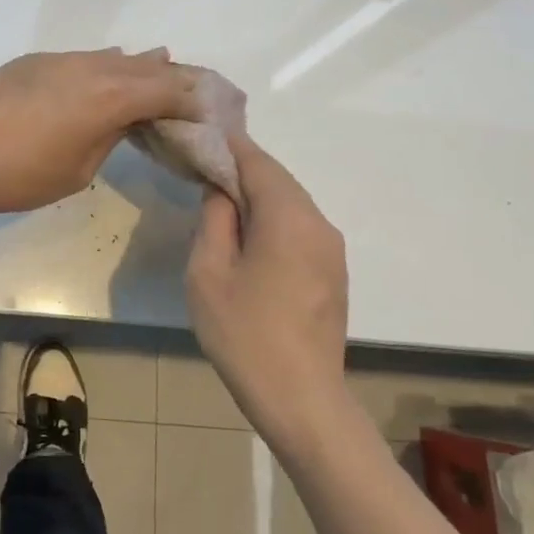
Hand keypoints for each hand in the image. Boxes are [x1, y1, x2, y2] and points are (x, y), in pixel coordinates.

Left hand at [0, 49, 198, 218]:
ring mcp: (59, 60)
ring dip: (142, 68)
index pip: (170, 91)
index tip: (216, 112)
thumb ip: (108, 138)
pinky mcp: (32, 62)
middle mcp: (91, 67)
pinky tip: (109, 73)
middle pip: (148, 67)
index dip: (197, 101)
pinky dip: (107, 66)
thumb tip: (122, 120)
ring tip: (165, 71)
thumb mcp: (76, 170)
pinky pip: (84, 59)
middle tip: (200, 92)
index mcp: (110, 96)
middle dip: (178, 79)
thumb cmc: (15, 175)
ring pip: (114, 58)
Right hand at [186, 133, 348, 447]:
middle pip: (279, 180)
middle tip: (203, 164)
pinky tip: (247, 233)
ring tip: (219, 197)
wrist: (300, 399)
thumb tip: (221, 189)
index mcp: (289, 218)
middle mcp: (319, 224)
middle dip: (242, 168)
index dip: (229, 145)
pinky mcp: (333, 273)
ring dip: (257, 194)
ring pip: (291, 204)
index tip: (201, 134)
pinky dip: (272, 218)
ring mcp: (331, 250)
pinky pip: (299, 228)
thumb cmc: (244, 333)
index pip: (258, 163)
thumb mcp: (209, 272)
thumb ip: (215, 219)